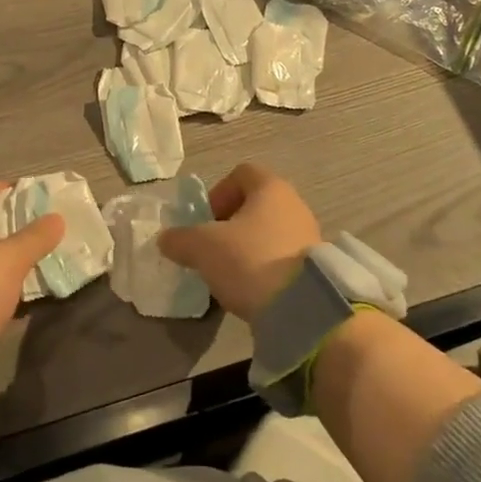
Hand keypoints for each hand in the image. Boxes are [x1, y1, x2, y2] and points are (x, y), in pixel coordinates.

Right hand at [157, 163, 320, 322]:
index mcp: (270, 188)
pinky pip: (282, 256)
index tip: (206, 220)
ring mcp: (309, 235)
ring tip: (230, 272)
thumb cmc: (248, 259)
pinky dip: (264, 266)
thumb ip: (180, 239)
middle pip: (255, 204)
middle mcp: (294, 204)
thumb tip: (165, 239)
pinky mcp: (315, 266)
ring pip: (268, 231)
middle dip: (230, 224)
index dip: (218, 193)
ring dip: (247, 246)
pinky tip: (252, 288)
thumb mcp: (202, 248)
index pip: (241, 174)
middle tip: (213, 248)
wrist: (301, 307)